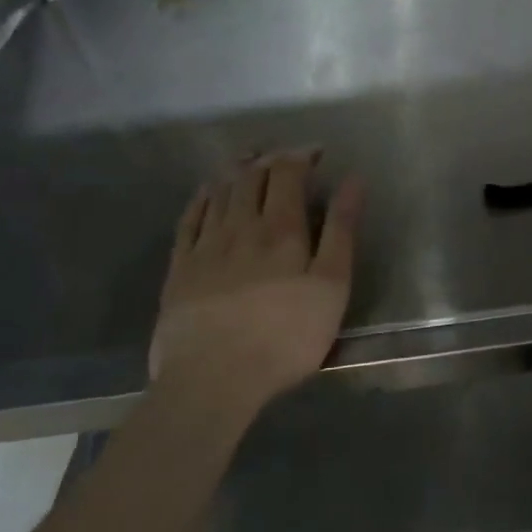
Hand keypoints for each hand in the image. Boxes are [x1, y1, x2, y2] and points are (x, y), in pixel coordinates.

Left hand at [150, 151, 363, 413]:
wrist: (213, 379)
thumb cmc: (286, 337)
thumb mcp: (331, 286)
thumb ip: (341, 231)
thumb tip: (352, 181)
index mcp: (281, 230)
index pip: (287, 174)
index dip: (301, 156)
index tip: (317, 152)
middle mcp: (240, 227)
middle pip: (251, 177)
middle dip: (269, 158)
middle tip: (284, 154)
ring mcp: (204, 246)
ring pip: (218, 192)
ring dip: (235, 169)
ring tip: (248, 159)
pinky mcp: (179, 269)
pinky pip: (189, 219)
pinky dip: (201, 197)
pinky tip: (207, 192)